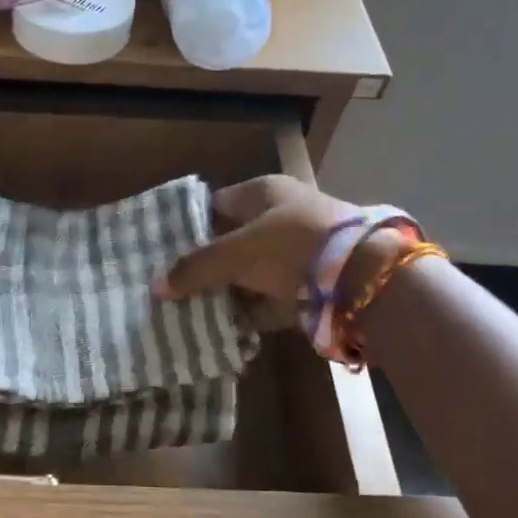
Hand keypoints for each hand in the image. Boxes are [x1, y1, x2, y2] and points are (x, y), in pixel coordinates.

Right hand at [154, 175, 361, 305]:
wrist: (361, 277)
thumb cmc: (291, 246)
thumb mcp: (235, 254)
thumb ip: (195, 268)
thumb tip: (156, 286)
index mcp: (264, 192)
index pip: (216, 204)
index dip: (191, 225)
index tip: (166, 249)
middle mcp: (283, 214)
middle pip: (234, 239)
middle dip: (208, 262)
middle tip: (177, 284)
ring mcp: (301, 249)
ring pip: (253, 270)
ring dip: (230, 288)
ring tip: (196, 308)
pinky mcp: (313, 281)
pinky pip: (273, 296)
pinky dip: (255, 310)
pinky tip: (230, 326)